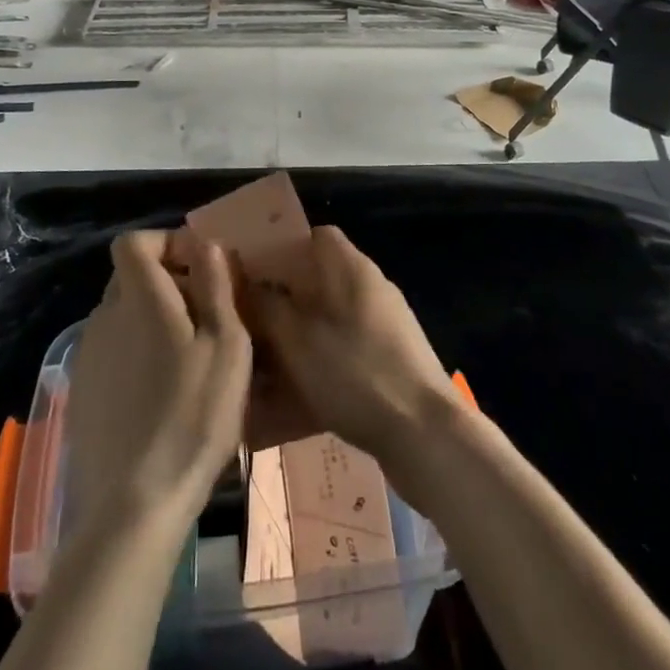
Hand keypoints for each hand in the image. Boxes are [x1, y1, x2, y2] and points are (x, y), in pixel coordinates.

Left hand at [63, 229, 251, 536]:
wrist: (134, 504)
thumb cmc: (193, 415)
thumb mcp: (227, 346)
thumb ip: (216, 287)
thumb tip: (206, 244)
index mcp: (139, 299)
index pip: (133, 243)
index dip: (164, 242)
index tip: (199, 266)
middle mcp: (105, 318)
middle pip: (129, 277)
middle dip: (166, 281)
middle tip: (205, 315)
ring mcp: (87, 356)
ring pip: (122, 316)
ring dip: (152, 319)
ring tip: (188, 358)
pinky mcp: (81, 392)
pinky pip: (112, 350)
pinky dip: (136, 352)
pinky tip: (161, 393)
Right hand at [241, 226, 458, 470]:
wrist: (425, 433)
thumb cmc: (355, 373)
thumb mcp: (297, 339)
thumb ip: (266, 306)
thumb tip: (245, 283)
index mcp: (351, 268)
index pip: (314, 236)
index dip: (280, 248)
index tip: (250, 271)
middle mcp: (371, 287)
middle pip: (318, 279)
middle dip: (282, 298)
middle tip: (247, 321)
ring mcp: (385, 324)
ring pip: (329, 318)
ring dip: (298, 334)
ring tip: (263, 361)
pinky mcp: (392, 359)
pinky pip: (345, 349)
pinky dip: (320, 361)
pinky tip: (295, 395)